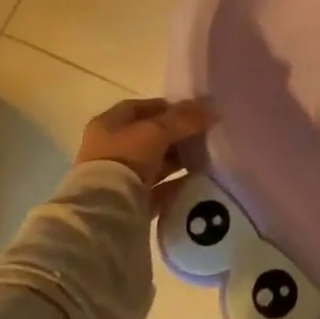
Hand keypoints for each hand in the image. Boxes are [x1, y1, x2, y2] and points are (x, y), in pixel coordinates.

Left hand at [76, 98, 215, 200]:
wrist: (105, 211)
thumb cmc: (125, 158)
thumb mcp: (157, 131)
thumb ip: (185, 118)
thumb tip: (213, 109)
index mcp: (108, 125)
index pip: (139, 108)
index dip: (167, 107)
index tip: (193, 111)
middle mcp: (110, 149)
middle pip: (149, 136)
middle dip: (177, 134)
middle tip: (204, 134)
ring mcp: (119, 177)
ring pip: (155, 163)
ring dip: (178, 159)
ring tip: (205, 157)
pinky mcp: (130, 202)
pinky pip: (159, 188)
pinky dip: (177, 183)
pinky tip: (198, 180)